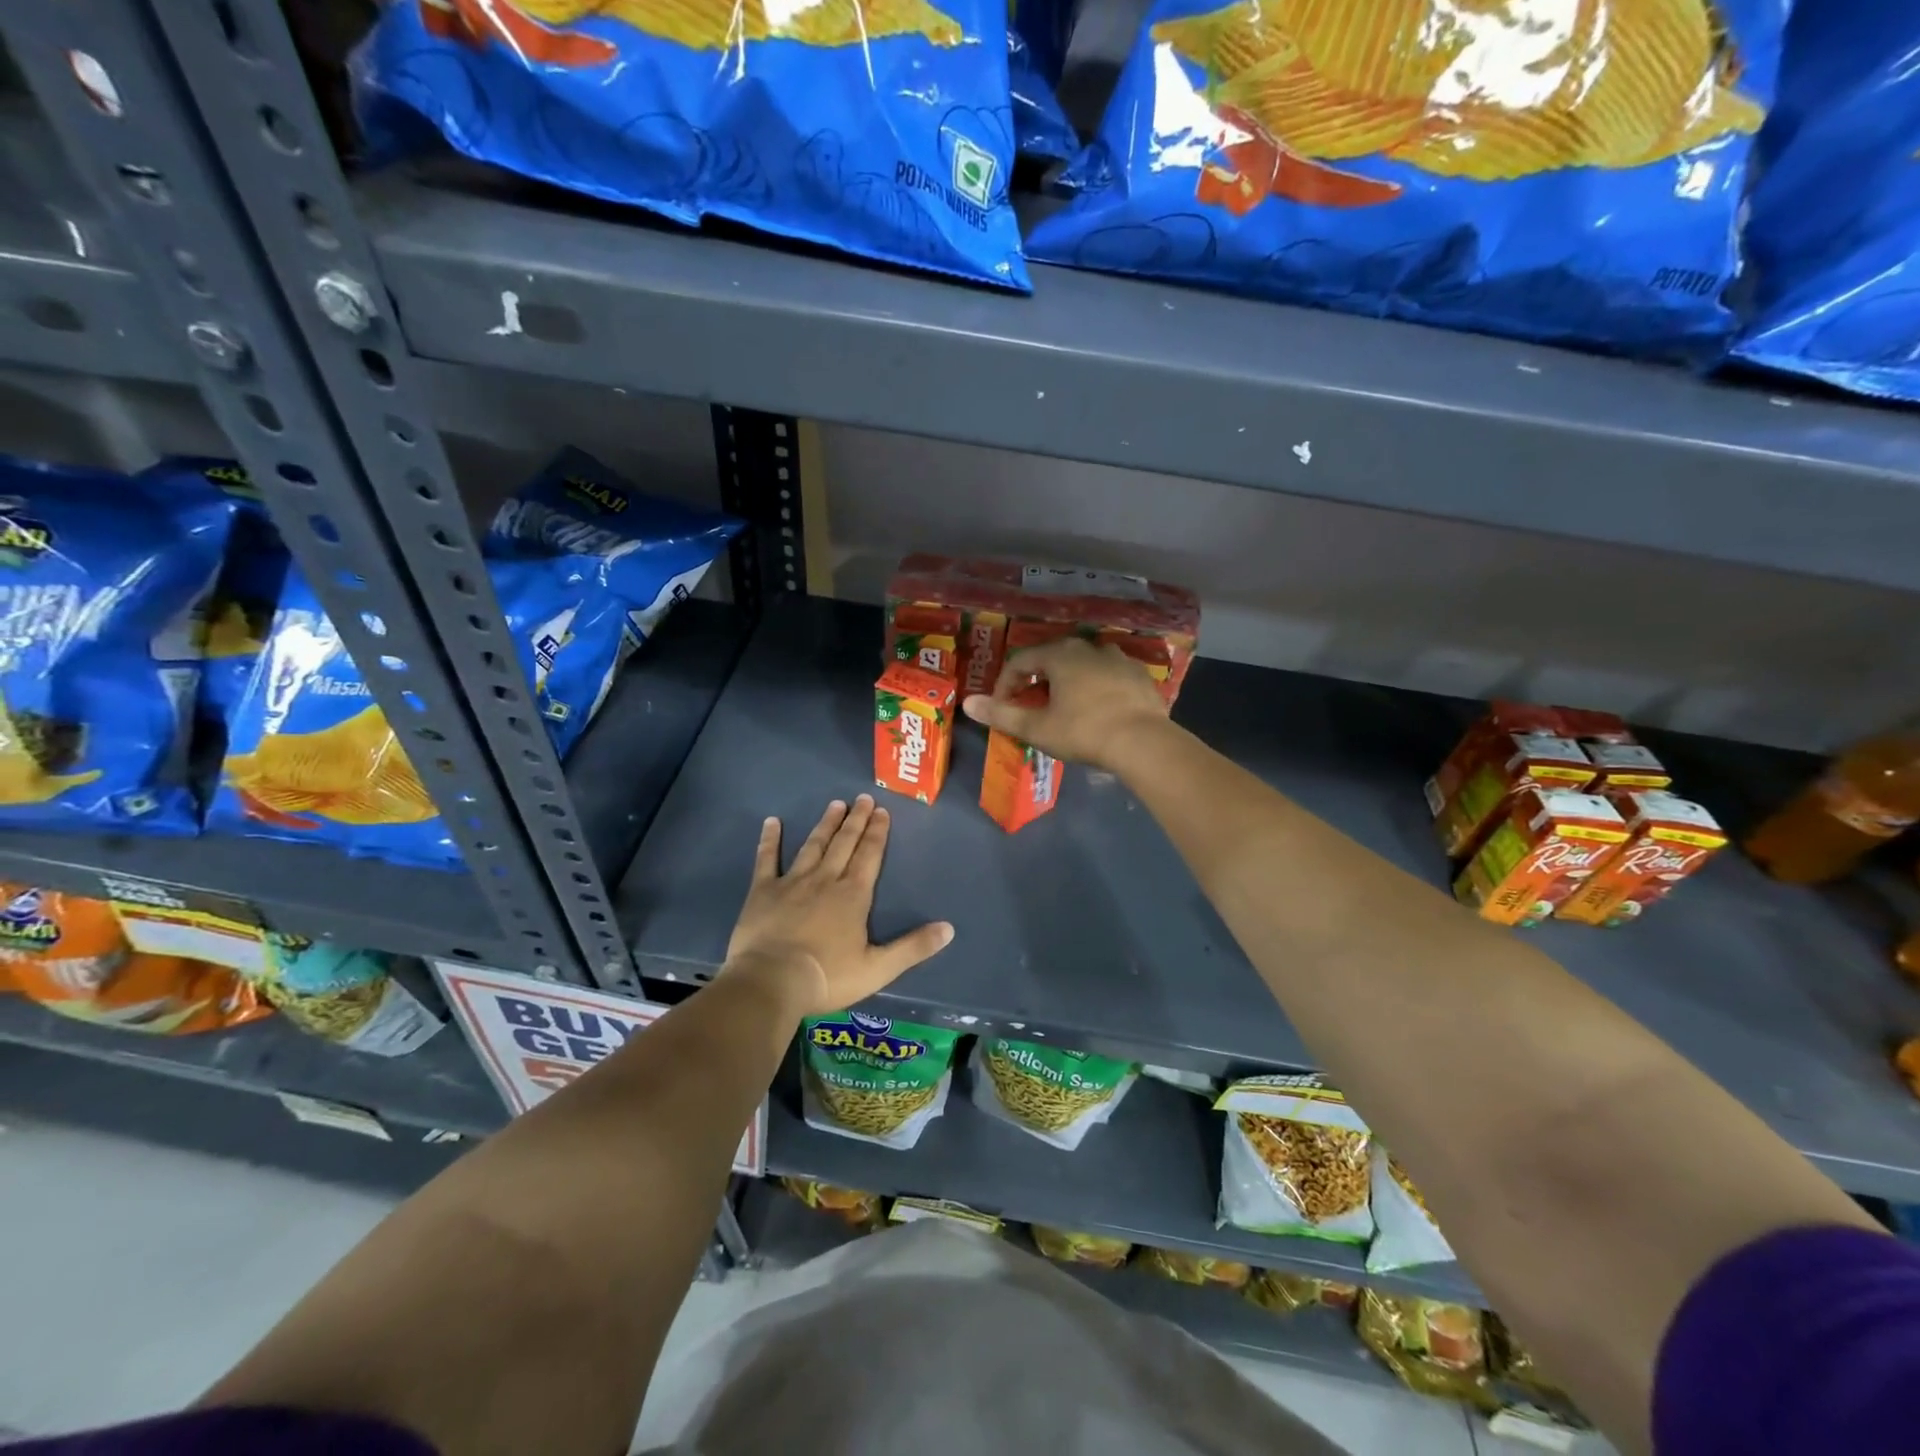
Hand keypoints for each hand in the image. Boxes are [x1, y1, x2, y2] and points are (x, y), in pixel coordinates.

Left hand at [722, 796, 953, 1017]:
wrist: (771, 982)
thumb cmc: (828, 977)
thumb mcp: (878, 969)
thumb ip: (913, 947)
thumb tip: (949, 929)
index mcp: (853, 895)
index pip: (869, 855)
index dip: (877, 833)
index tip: (882, 811)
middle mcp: (825, 880)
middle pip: (844, 843)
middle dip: (856, 820)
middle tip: (863, 798)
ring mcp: (792, 882)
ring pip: (813, 846)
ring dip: (826, 825)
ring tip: (835, 804)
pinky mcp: (763, 892)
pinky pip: (767, 859)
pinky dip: (769, 840)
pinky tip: (771, 822)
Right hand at [962, 637, 1171, 770]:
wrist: (1144, 742)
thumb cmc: (1084, 732)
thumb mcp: (1037, 727)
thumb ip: (1001, 714)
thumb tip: (968, 703)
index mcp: (1060, 654)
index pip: (1021, 661)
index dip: (1005, 684)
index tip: (1002, 708)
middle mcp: (1088, 647)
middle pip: (1052, 659)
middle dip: (1036, 682)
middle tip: (1031, 708)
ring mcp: (1118, 658)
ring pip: (1081, 665)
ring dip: (1066, 683)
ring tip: (1063, 709)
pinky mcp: (1138, 675)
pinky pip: (1107, 676)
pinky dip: (1095, 688)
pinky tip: (1096, 711)